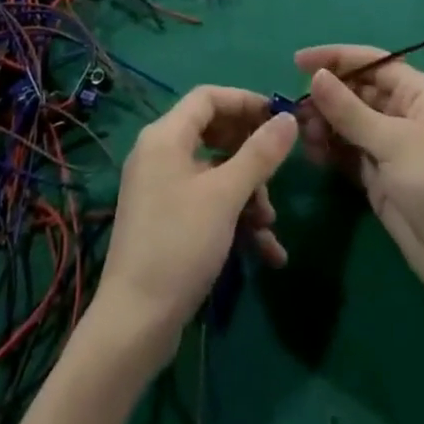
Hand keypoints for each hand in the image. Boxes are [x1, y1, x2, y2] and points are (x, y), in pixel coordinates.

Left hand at [98, 86, 297, 351]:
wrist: (134, 325)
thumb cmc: (179, 245)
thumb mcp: (226, 196)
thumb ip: (260, 154)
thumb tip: (289, 118)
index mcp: (165, 136)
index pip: (208, 97)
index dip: (245, 101)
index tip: (278, 117)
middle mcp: (159, 154)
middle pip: (213, 133)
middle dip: (250, 153)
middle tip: (279, 166)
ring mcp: (161, 189)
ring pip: (214, 172)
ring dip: (247, 191)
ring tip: (270, 221)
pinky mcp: (166, 222)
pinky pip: (205, 203)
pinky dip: (233, 218)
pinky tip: (265, 250)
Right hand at [294, 46, 423, 306]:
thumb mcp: (393, 142)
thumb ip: (350, 110)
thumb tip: (316, 76)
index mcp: (418, 93)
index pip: (372, 62)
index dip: (336, 57)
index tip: (298, 62)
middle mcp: (404, 113)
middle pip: (358, 91)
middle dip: (327, 96)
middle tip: (295, 107)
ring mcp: (392, 146)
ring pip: (350, 122)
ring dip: (325, 123)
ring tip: (301, 132)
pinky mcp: (381, 176)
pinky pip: (349, 151)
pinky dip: (330, 149)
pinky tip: (311, 152)